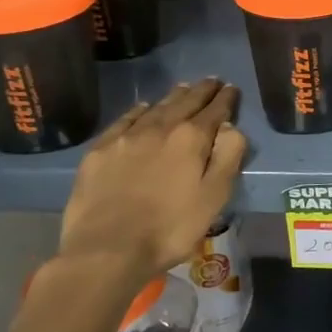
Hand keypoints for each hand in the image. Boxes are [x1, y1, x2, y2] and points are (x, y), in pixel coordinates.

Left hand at [54, 79, 246, 298]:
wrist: (107, 250)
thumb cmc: (170, 228)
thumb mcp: (214, 196)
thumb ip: (228, 156)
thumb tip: (230, 126)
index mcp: (191, 138)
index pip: (214, 110)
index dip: (225, 98)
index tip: (231, 88)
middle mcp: (160, 128)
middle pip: (185, 101)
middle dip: (201, 90)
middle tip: (211, 81)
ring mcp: (126, 137)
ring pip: (156, 107)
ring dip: (173, 96)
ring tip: (184, 88)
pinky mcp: (100, 151)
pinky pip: (125, 120)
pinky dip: (139, 111)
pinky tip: (143, 108)